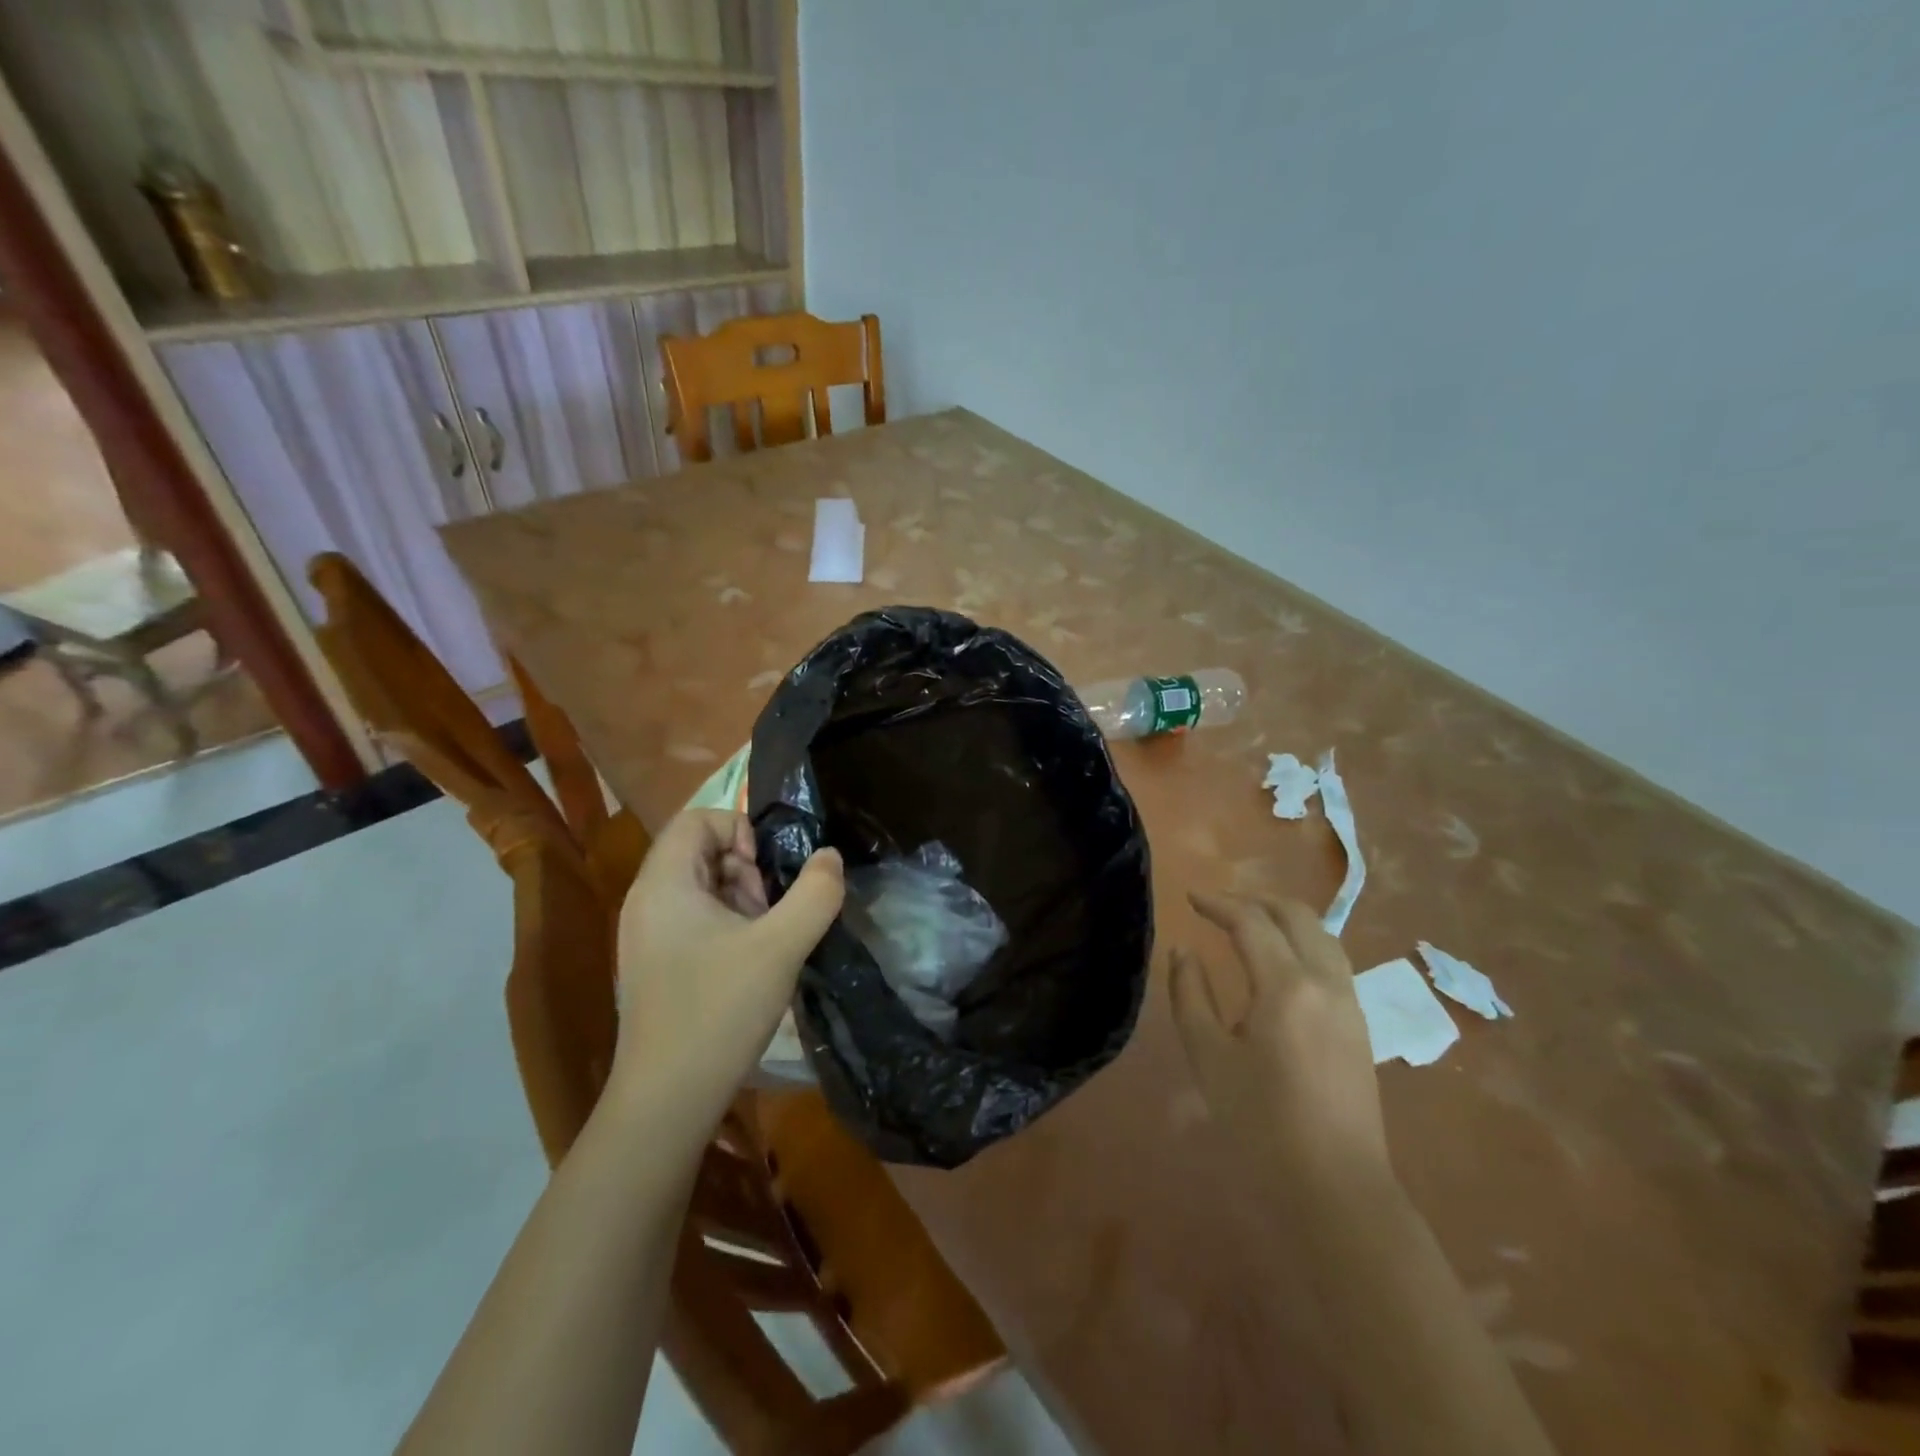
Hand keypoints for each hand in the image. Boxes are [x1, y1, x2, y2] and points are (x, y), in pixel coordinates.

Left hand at [613, 809, 842, 1130]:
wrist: (666, 1100)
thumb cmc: (718, 1012)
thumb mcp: (780, 947)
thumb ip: (815, 894)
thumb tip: (830, 856)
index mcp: (664, 884)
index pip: (697, 819)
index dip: (740, 829)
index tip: (768, 871)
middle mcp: (648, 901)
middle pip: (700, 850)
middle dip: (746, 868)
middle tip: (771, 909)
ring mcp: (648, 935)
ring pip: (702, 886)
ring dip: (742, 898)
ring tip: (767, 938)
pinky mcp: (657, 963)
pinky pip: (696, 918)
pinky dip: (729, 924)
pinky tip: (751, 961)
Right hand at [1170, 893, 1390, 1191]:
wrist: (1334, 1187)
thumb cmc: (1260, 1122)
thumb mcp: (1207, 1056)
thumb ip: (1190, 993)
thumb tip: (1184, 950)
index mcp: (1286, 986)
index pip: (1251, 922)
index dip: (1218, 903)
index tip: (1190, 898)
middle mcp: (1325, 981)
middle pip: (1296, 915)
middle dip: (1255, 899)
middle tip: (1218, 905)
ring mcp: (1350, 1002)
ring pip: (1322, 934)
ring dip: (1284, 916)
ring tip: (1249, 923)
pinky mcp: (1359, 1024)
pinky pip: (1333, 959)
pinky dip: (1304, 940)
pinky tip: (1281, 960)